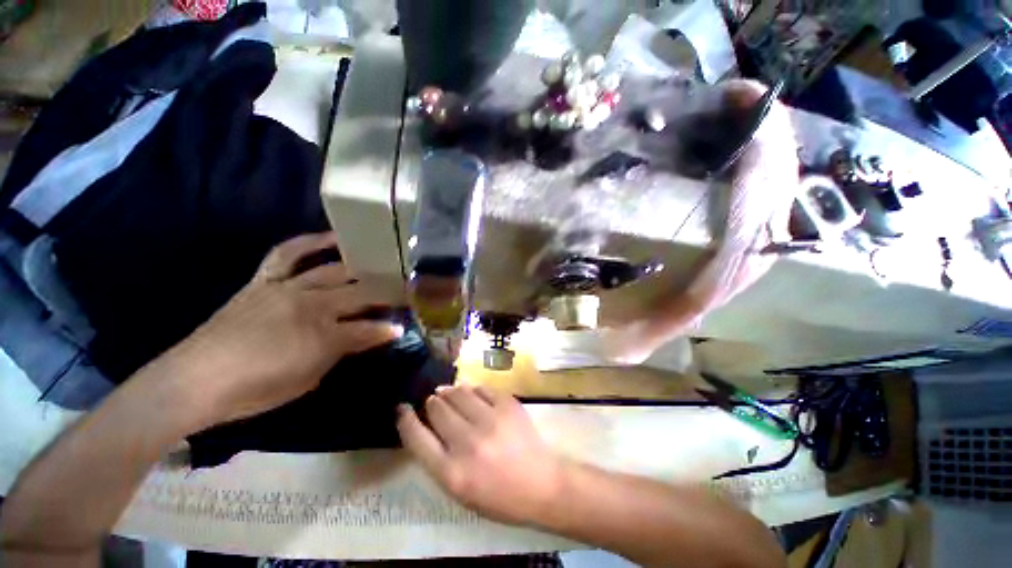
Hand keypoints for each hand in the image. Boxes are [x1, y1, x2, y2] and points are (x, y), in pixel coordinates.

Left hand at [163, 232, 403, 426]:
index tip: (403, 326)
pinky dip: (309, 242)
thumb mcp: (309, 378)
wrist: (196, 380)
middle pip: (358, 294)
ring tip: (379, 261)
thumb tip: (374, 337)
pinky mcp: (264, 281)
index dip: (387, 329)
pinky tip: (331, 238)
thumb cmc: (257, 388)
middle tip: (402, 291)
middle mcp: (311, 304)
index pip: (368, 328)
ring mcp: (286, 288)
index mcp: (323, 334)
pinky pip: (287, 254)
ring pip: (332, 271)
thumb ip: (344, 352)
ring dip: (360, 267)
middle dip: (385, 294)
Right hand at [396, 385, 565, 525]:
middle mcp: (467, 443)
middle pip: (437, 409)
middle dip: (432, 403)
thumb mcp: (461, 491)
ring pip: (457, 392)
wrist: (541, 484)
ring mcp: (490, 420)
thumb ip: (440, 460)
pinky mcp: (507, 404)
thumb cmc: (499, 495)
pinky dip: (473, 390)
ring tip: (450, 394)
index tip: (402, 408)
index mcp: (452, 473)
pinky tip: (472, 394)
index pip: (417, 438)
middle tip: (434, 402)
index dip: (406, 420)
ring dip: (449, 392)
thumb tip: (429, 424)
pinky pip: (481, 388)